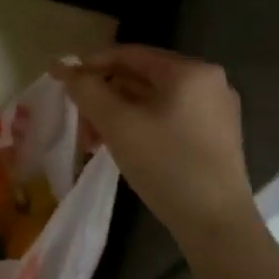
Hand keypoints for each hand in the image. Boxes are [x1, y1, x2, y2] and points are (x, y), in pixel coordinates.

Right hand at [56, 45, 255, 242]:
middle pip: (141, 77)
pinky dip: (139, 126)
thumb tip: (64, 69)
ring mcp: (215, 111)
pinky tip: (120, 146)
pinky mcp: (214, 137)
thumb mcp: (117, 124)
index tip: (62, 79)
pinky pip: (167, 118)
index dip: (91, 64)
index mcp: (190, 71)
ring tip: (93, 140)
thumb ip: (87, 90)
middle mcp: (208, 82)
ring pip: (152, 100)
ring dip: (117, 114)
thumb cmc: (166, 164)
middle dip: (103, 96)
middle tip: (78, 120)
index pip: (130, 54)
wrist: (216, 224)